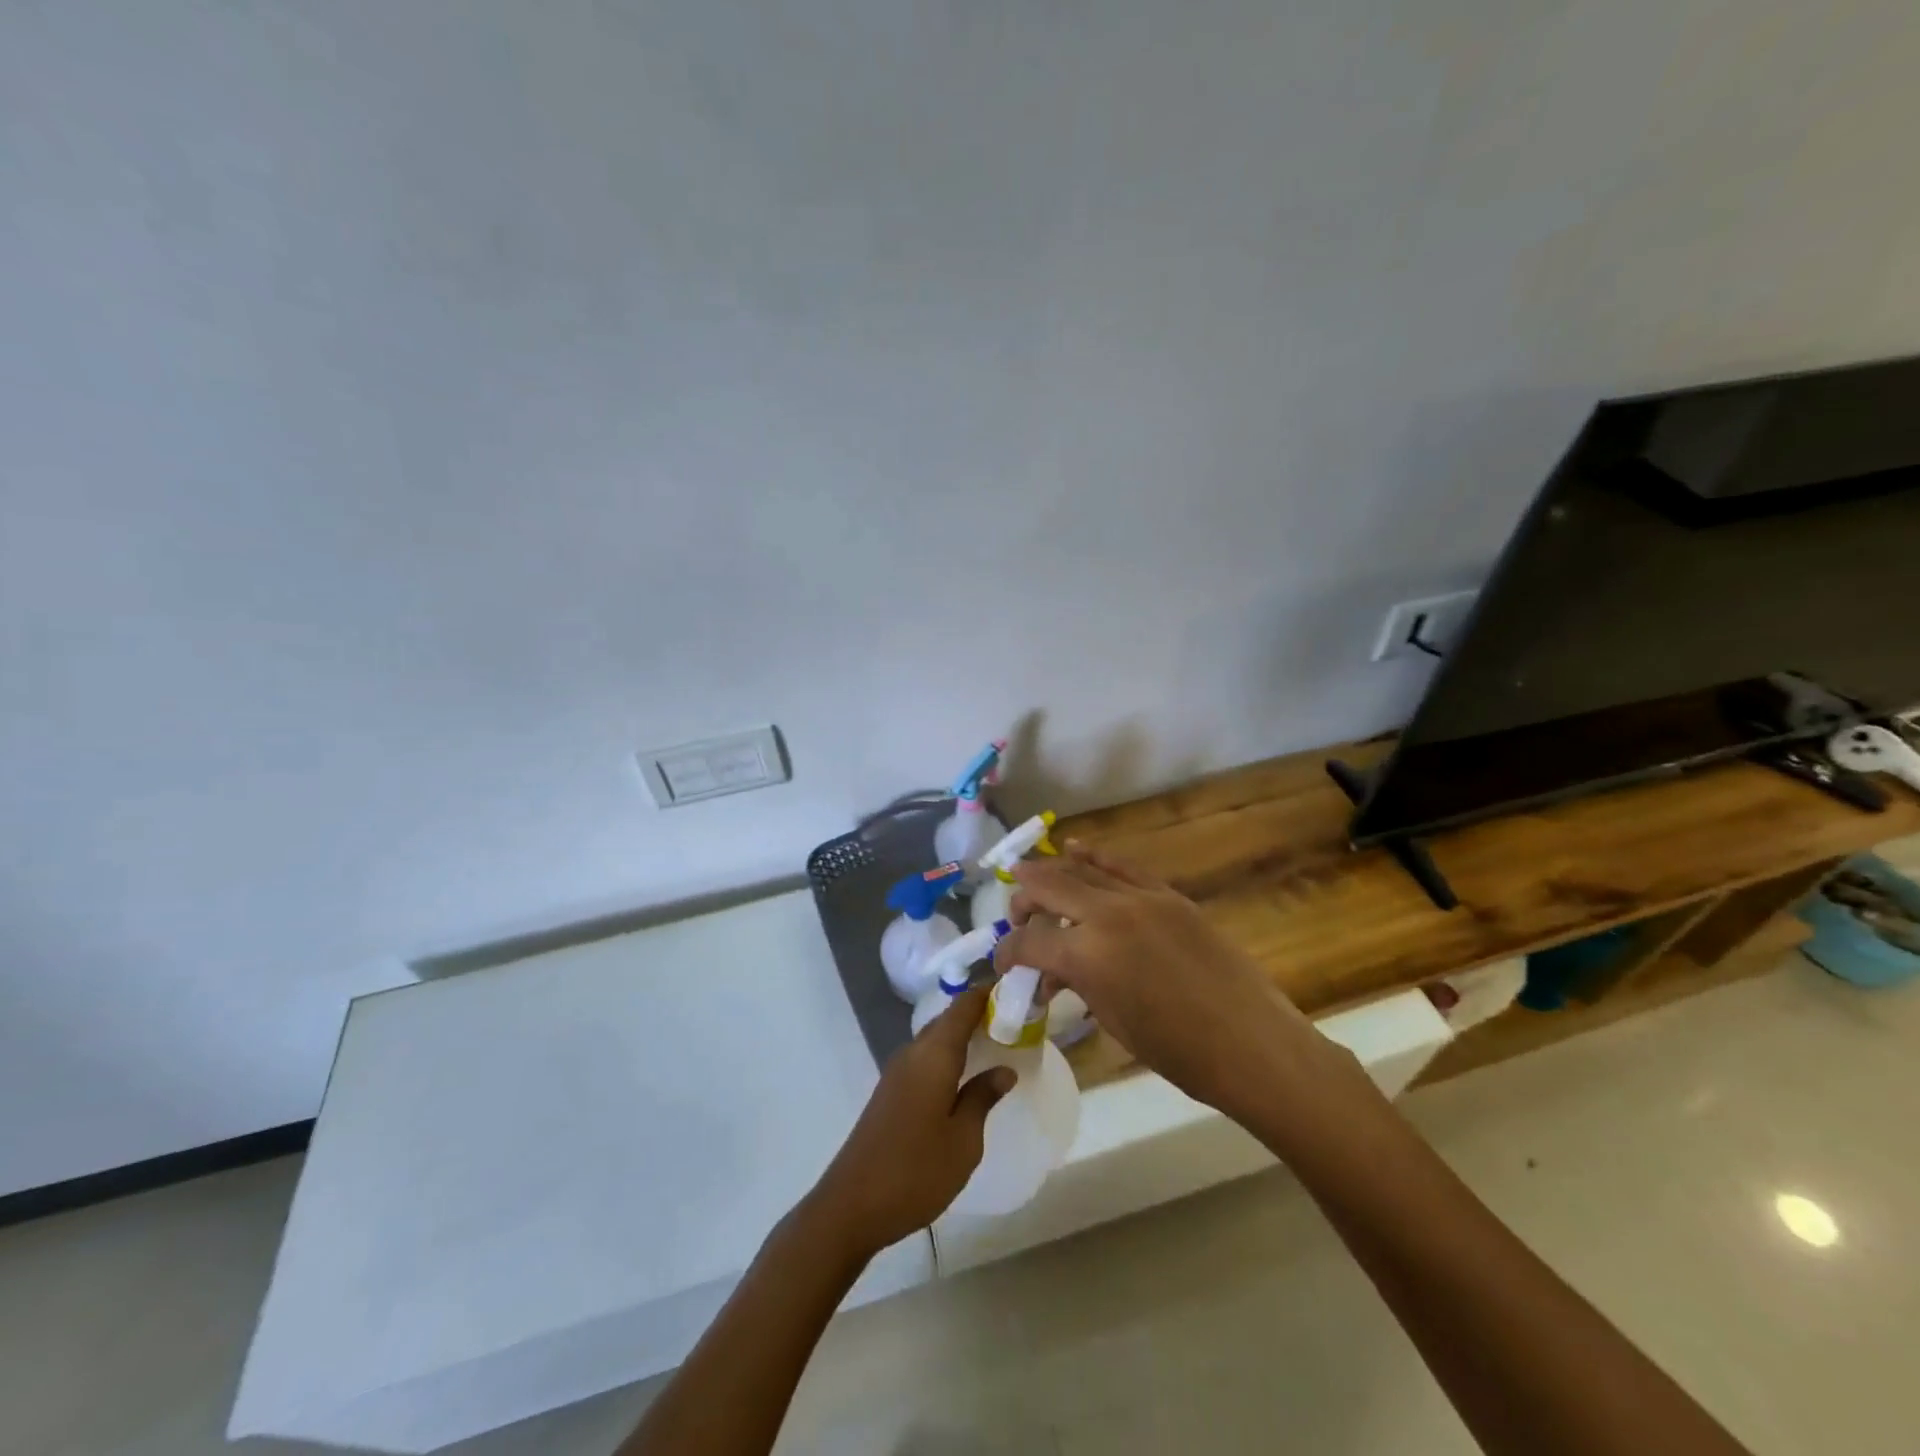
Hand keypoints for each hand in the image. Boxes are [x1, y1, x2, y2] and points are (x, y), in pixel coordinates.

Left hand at [807, 986, 1014, 1257]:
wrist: (851, 1206)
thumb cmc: (915, 1171)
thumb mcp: (963, 1140)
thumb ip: (982, 1098)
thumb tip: (1003, 1069)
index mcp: (933, 1055)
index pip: (963, 1007)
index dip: (987, 992)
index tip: (1016, 985)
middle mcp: (913, 1053)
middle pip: (948, 1019)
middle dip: (978, 1013)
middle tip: (1015, 1017)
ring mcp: (897, 1072)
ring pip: (935, 1039)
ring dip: (963, 1035)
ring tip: (997, 1041)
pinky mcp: (890, 1092)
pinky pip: (925, 1058)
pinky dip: (948, 1055)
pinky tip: (965, 1074)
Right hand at [997, 844, 1364, 1122]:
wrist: (1252, 1044)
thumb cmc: (1178, 1052)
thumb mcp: (1113, 1021)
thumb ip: (1078, 983)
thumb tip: (1055, 972)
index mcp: (1088, 957)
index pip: (1029, 943)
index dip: (1007, 953)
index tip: (1002, 964)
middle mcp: (1108, 915)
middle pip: (1049, 888)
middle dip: (1024, 901)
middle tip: (1016, 917)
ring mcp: (1142, 898)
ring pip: (1083, 871)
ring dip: (1052, 873)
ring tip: (1030, 876)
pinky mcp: (1169, 896)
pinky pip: (1122, 868)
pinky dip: (1094, 857)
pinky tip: (1075, 849)